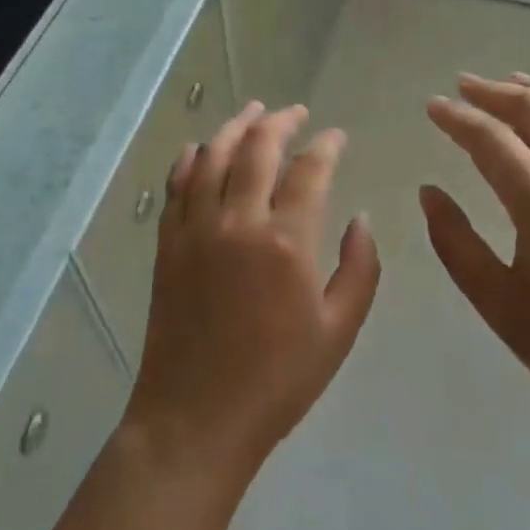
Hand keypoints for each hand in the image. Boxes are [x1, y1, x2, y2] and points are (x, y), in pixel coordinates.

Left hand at [123, 102, 381, 484]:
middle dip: (281, 122)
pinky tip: (200, 147)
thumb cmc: (277, 381)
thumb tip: (362, 219)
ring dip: (235, 127)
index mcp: (285, 242)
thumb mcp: (338, 331)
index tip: (336, 136)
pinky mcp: (168, 242)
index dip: (325, 145)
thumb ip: (359, 269)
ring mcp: (196, 228)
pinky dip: (190, 157)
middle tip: (296, 112)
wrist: (196, 418)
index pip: (309, 170)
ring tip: (253, 111)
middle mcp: (238, 221)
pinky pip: (177, 184)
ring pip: (214, 156)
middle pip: (258, 148)